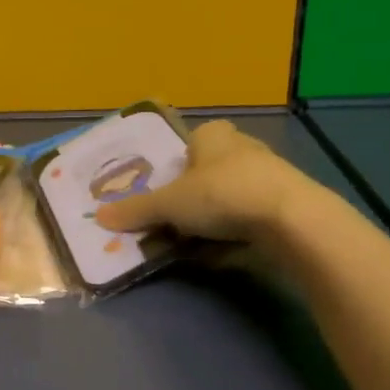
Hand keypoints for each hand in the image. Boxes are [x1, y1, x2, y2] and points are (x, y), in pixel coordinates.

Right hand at [94, 119, 321, 243]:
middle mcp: (241, 148)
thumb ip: (135, 210)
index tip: (162, 197)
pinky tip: (222, 254)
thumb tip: (98, 217)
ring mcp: (267, 177)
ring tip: (193, 245)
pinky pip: (248, 220)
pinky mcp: (284, 206)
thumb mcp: (169, 204)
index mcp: (212, 135)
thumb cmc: (222, 195)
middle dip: (189, 200)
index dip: (172, 172)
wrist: (291, 221)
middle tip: (171, 224)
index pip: (187, 146)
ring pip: (227, 199)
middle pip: (205, 175)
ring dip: (210, 221)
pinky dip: (233, 235)